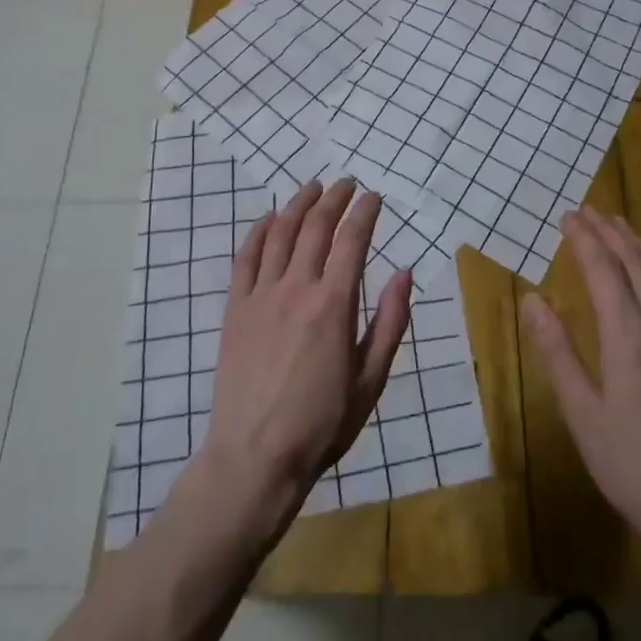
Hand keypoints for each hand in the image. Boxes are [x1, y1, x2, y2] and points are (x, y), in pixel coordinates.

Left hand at [200, 179, 412, 523]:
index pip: (353, 240)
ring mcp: (261, 295)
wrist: (254, 457)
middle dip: (334, 198)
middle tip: (346, 183)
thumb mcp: (372, 379)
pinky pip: (245, 257)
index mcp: (334, 304)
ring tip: (312, 187)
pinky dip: (259, 231)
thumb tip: (405, 271)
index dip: (365, 212)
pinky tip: (269, 218)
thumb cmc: (322, 423)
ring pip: (280, 233)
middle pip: (316, 226)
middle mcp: (297, 288)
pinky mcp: (235, 308)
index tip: (374, 196)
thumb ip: (390, 322)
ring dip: (298, 204)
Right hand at [521, 208, 640, 572]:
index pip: (604, 271)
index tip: (569, 217)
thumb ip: (558, 353)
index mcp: (629, 337)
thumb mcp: (583, 414)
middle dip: (612, 234)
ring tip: (624, 228)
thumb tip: (533, 301)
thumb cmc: (634, 466)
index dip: (585, 240)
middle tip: (591, 211)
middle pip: (638, 266)